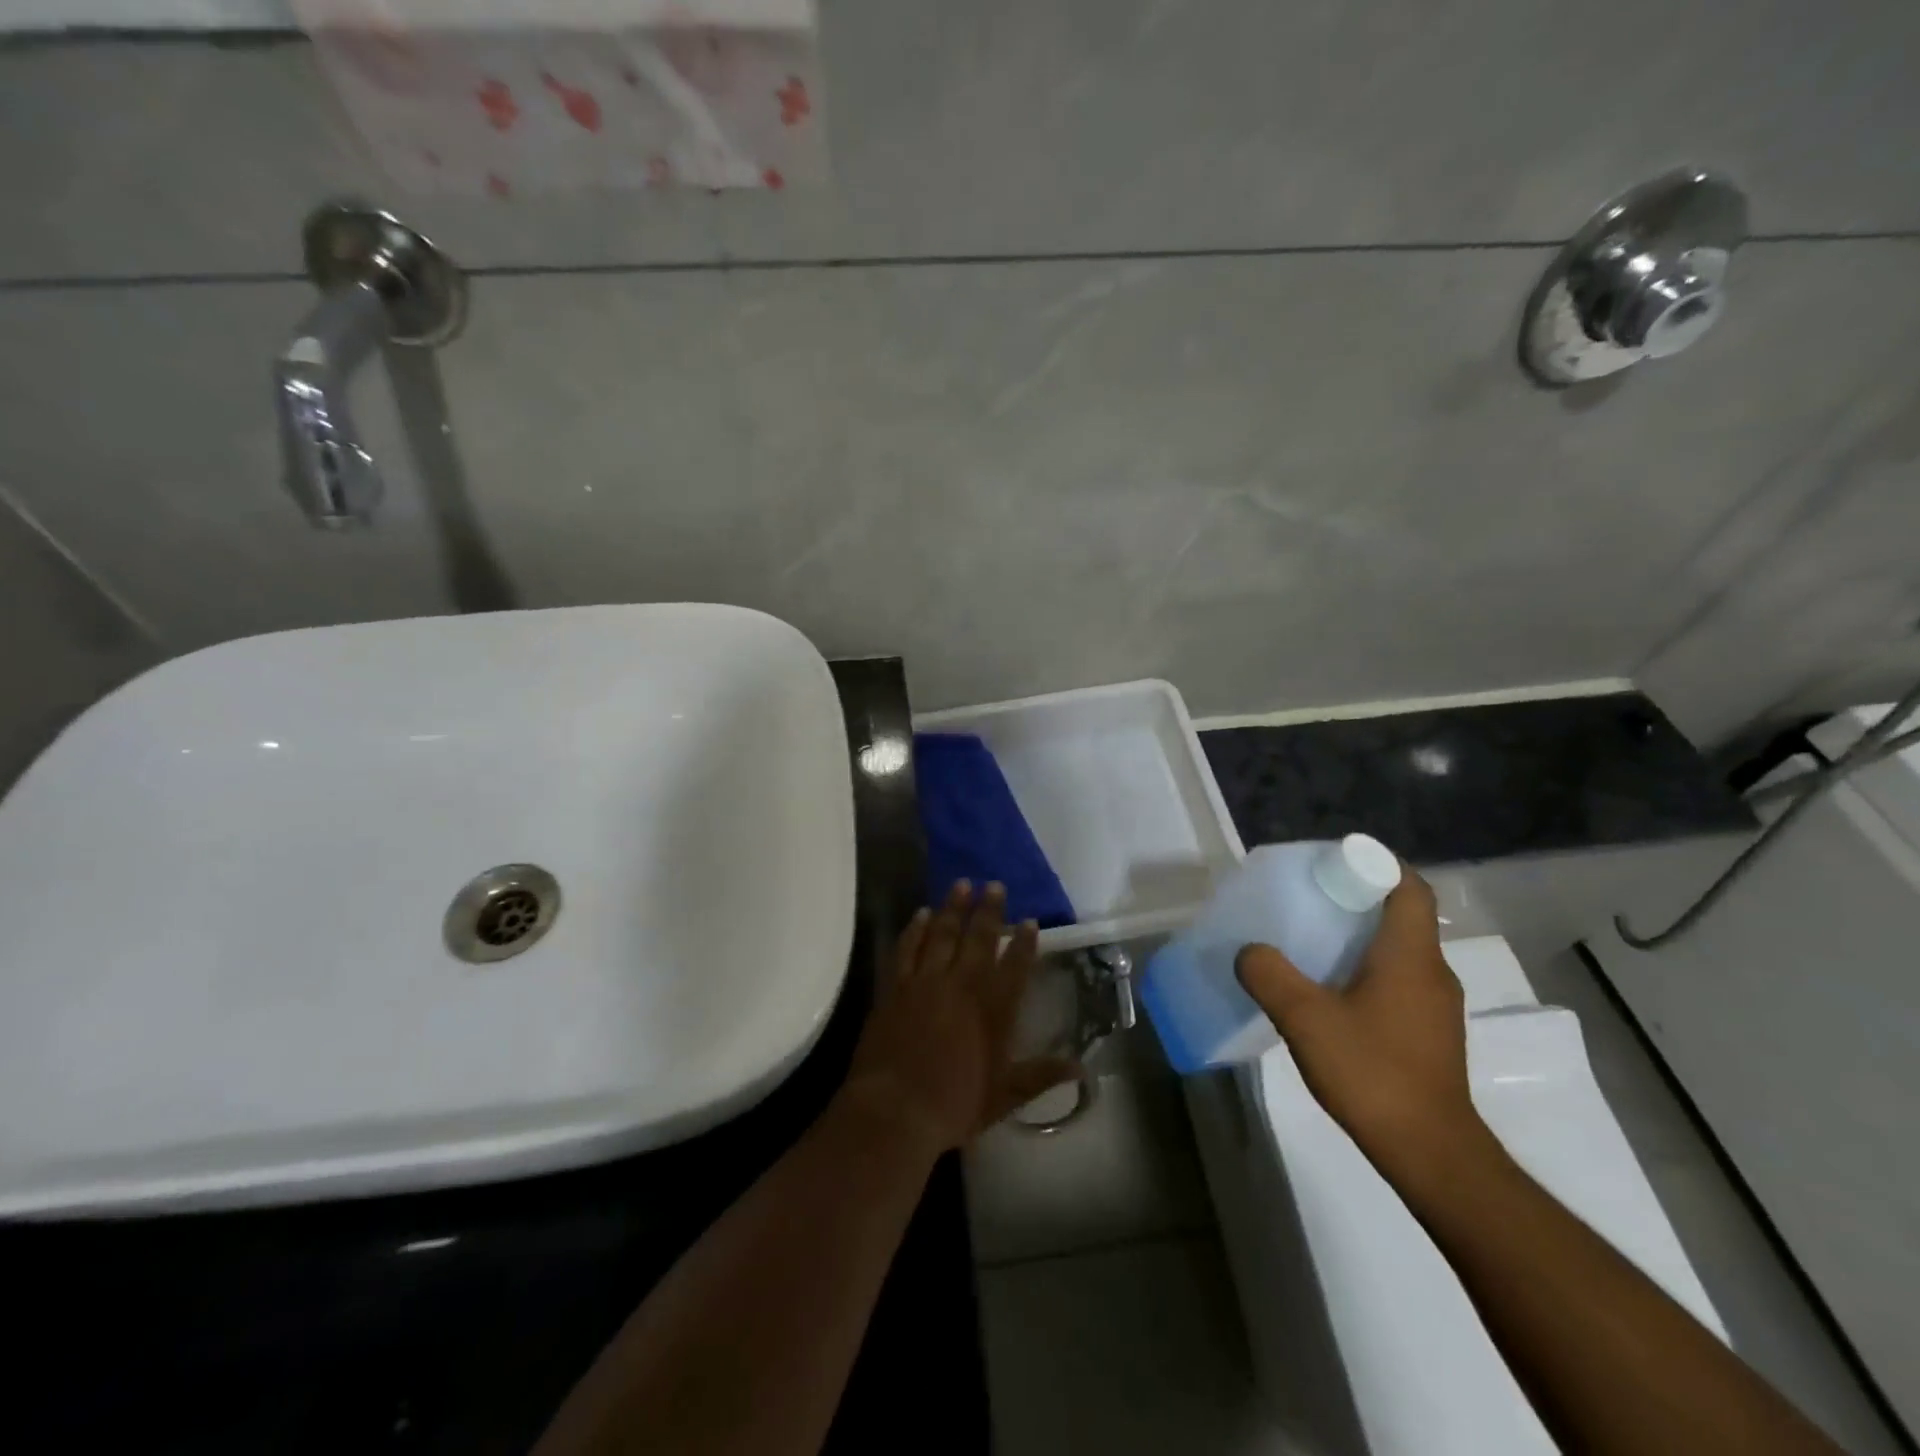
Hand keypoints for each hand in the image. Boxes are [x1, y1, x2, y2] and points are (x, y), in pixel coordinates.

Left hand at [840, 882, 1078, 1156]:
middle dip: (989, 911)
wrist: (894, 1110)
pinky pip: (907, 948)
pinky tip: (922, 914)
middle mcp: (962, 985)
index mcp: (993, 1009)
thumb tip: (1081, 1067)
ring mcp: (926, 982)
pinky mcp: (896, 987)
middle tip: (994, 885)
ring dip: (954, 908)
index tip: (1029, 921)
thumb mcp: (1004, 1096)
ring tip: (962, 884)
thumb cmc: (954, 1106)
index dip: (1024, 942)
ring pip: (943, 934)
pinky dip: (916, 929)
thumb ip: (1041, 1076)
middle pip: (979, 939)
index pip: (1014, 966)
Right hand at [1234, 871, 1493, 1193]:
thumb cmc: (1372, 1072)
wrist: (1431, 1153)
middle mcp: (1432, 971)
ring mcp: (1437, 1006)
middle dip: (1357, 900)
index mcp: (1410, 955)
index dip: (1378, 864)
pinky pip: (1398, 981)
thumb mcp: (1305, 1018)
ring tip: (1311, 944)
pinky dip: (1366, 971)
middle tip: (1309, 899)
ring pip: (1399, 951)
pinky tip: (1330, 994)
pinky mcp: (1431, 1033)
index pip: (1409, 886)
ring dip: (1359, 938)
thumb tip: (1249, 951)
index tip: (1335, 863)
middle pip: (1400, 915)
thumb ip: (1269, 975)